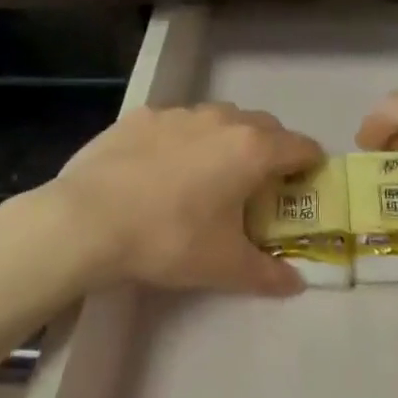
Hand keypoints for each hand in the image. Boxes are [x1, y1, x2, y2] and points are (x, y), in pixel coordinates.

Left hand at [47, 103, 322, 295]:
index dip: (310, 165)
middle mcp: (220, 120)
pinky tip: (161, 169)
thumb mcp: (223, 266)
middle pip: (263, 126)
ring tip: (209, 174)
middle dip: (270, 150)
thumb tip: (295, 284)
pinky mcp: (140, 116)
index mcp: (251, 150)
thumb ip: (267, 273)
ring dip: (226, 140)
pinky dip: (183, 139)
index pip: (301, 146)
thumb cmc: (168, 239)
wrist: (87, 219)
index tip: (306, 184)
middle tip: (259, 185)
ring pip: (218, 118)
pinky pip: (176, 123)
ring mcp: (177, 113)